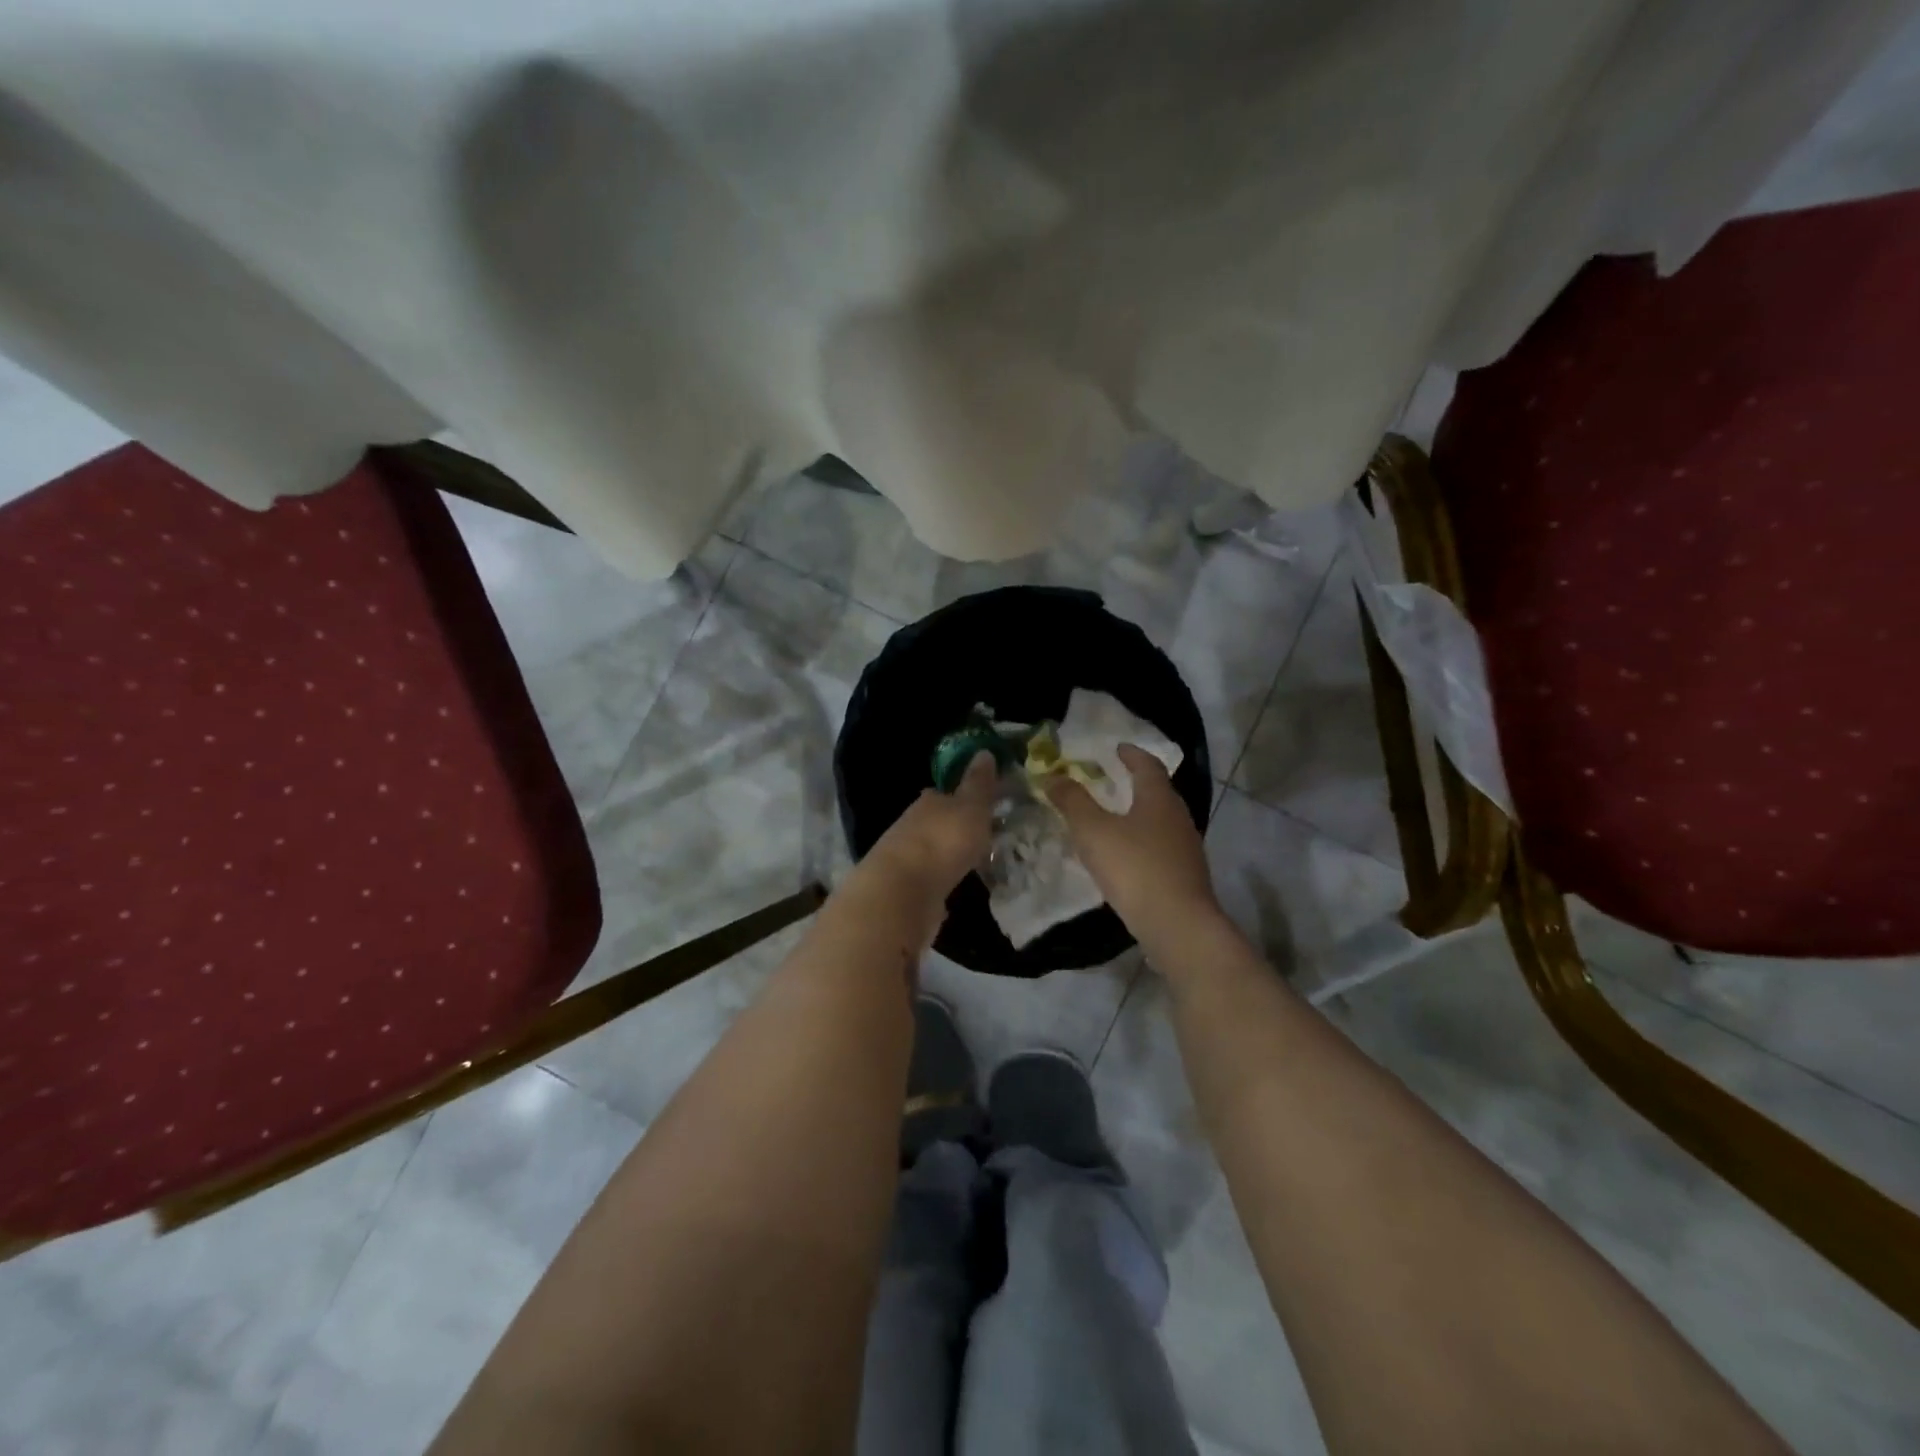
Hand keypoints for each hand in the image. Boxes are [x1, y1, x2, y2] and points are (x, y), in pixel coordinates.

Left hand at [860, 751, 998, 903]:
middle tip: (982, 835)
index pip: (943, 794)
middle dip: (955, 828)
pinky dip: (941, 881)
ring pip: (932, 852)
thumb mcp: (971, 807)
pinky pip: (929, 880)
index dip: (961, 798)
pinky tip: (954, 886)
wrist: (903, 891)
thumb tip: (983, 751)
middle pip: (936, 823)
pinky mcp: (905, 889)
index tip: (980, 805)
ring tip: (974, 863)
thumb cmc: (943, 840)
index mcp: (928, 803)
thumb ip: (979, 784)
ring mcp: (906, 859)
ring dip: (948, 856)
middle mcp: (912, 826)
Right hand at [1046, 745, 1221, 943]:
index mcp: (1159, 799)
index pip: (1148, 766)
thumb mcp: (1093, 831)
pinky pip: (1161, 848)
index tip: (1117, 748)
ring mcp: (1186, 849)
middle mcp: (1178, 818)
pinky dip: (1143, 843)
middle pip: (1159, 792)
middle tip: (1111, 780)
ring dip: (1140, 814)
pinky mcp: (1185, 877)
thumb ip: (1072, 802)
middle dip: (1136, 783)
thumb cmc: (1135, 868)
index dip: (1132, 754)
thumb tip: (1052, 776)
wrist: (1178, 925)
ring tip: (1115, 818)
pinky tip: (1126, 857)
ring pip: (1161, 821)